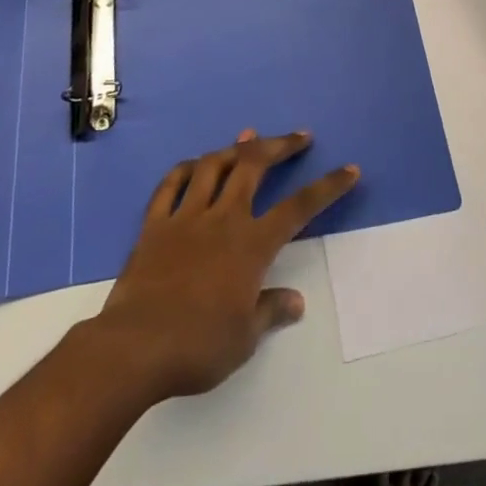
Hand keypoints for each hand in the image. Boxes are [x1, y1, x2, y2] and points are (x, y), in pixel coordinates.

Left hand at [88, 131, 358, 403]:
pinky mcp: (155, 224)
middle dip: (279, 146)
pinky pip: (170, 185)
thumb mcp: (244, 338)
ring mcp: (186, 216)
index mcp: (251, 244)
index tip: (349, 169)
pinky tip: (193, 165)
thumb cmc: (198, 346)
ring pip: (213, 166)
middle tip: (298, 136)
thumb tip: (296, 301)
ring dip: (234, 148)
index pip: (298, 208)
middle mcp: (223, 218)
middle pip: (254, 166)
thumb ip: (270, 311)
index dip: (327, 187)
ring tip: (248, 138)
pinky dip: (185, 170)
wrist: (136, 348)